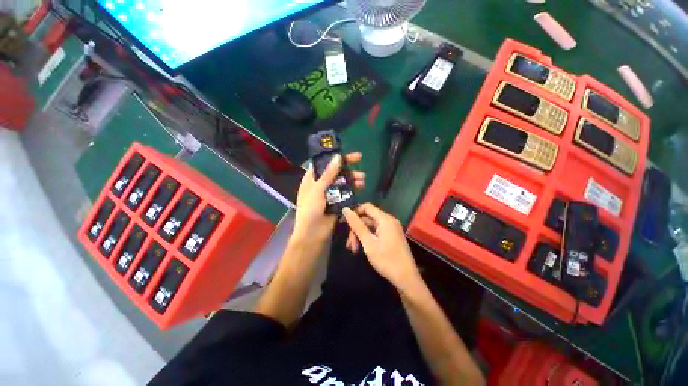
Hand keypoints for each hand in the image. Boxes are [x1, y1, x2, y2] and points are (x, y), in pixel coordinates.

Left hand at [291, 153, 364, 247]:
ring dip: (352, 179)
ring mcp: (329, 194)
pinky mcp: (337, 202)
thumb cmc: (310, 210)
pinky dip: (353, 189)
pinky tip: (360, 188)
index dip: (336, 157)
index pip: (325, 163)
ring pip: (342, 182)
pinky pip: (346, 193)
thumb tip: (338, 157)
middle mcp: (321, 184)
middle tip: (360, 165)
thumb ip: (328, 174)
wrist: (312, 234)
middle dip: (348, 169)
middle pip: (336, 172)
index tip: (350, 155)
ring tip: (362, 180)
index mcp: (312, 179)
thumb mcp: (318, 190)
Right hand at [342, 203, 421, 289]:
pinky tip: (362, 249)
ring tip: (354, 250)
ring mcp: (391, 228)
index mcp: (385, 219)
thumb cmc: (386, 260)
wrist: (406, 279)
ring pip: (371, 226)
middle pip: (367, 218)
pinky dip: (368, 238)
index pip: (366, 207)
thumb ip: (356, 225)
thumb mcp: (368, 242)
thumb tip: (345, 209)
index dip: (354, 212)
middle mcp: (389, 220)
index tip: (345, 223)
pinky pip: (376, 232)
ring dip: (360, 235)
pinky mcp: (392, 236)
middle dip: (356, 229)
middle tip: (350, 245)